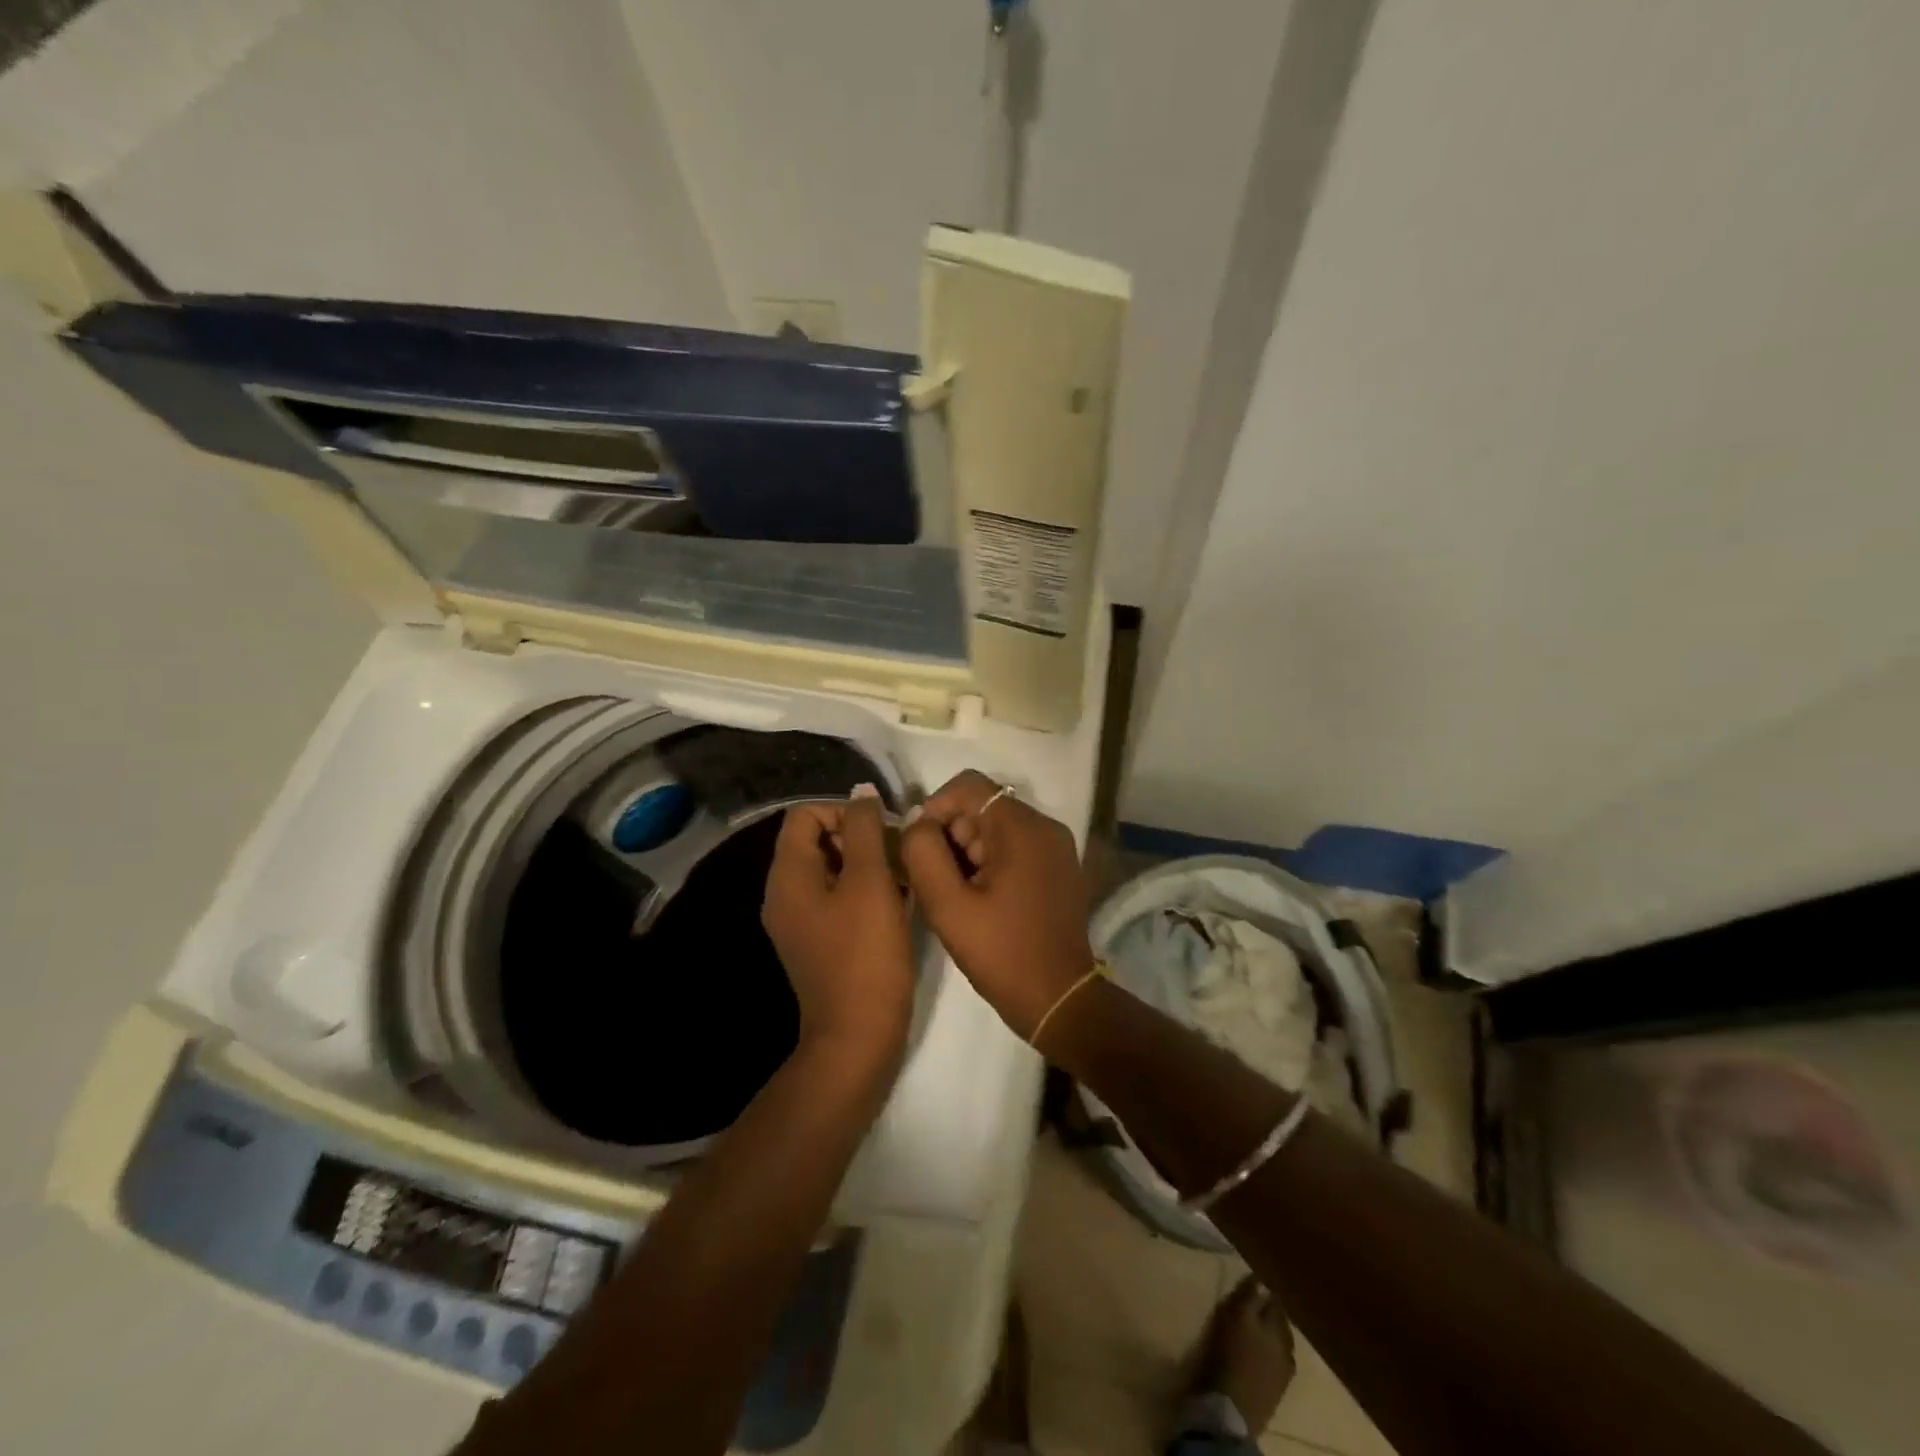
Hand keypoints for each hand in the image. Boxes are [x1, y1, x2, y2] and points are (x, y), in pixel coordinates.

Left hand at [762, 791, 915, 1060]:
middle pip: (817, 839)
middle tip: (899, 852)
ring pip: (831, 869)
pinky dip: (863, 890)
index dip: (845, 811)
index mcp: (789, 875)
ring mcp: (799, 920)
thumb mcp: (870, 882)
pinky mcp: (817, 941)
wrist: (857, 1036)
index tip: (883, 831)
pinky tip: (896, 902)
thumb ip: (865, 830)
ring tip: (903, 875)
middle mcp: (784, 893)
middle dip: (859, 836)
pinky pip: (836, 898)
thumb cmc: (865, 954)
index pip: (806, 813)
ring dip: (866, 863)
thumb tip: (862, 792)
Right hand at [900, 770, 1095, 1039]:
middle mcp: (1045, 826)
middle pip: (983, 806)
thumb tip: (917, 823)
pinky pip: (1015, 846)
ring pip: (996, 827)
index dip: (935, 807)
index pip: (968, 786)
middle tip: (939, 880)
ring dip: (969, 851)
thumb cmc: (1002, 953)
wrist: (1059, 999)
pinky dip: (990, 861)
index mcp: (1022, 828)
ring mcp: (1056, 847)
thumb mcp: (948, 906)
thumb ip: (923, 853)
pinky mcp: (1058, 867)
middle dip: (952, 835)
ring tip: (958, 894)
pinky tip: (981, 898)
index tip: (919, 846)